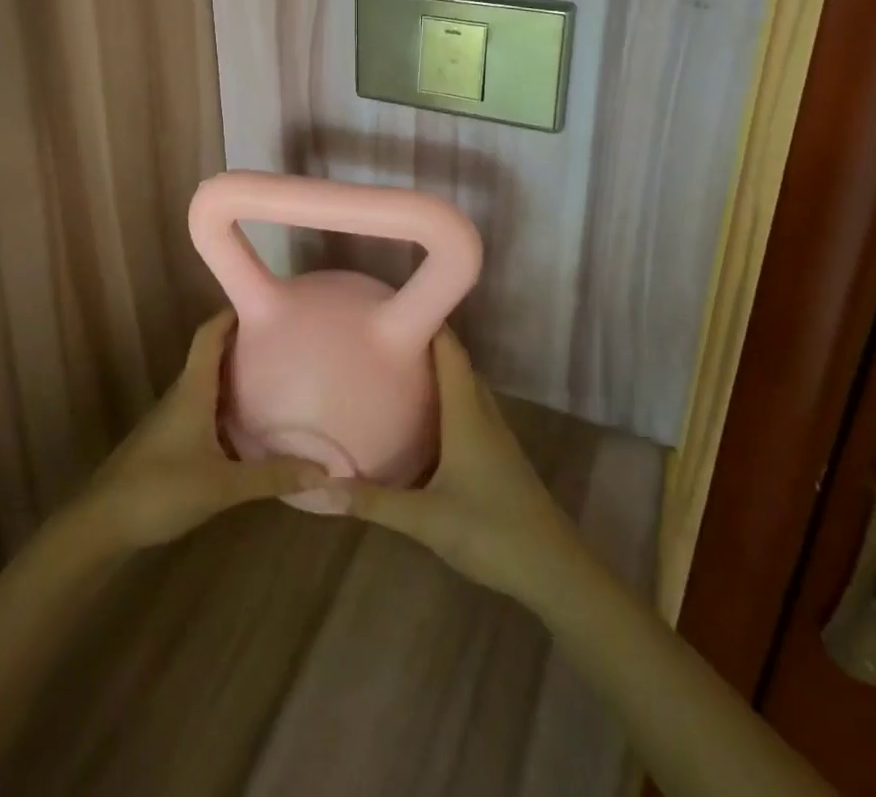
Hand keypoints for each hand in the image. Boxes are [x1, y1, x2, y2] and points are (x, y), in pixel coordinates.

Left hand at [75, 309, 325, 551]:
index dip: (231, 314)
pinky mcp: (168, 440)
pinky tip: (246, 425)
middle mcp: (182, 394)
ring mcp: (172, 417)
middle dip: (243, 345)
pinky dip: (225, 405)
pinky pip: (203, 408)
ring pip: (207, 383)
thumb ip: (272, 476)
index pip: (209, 335)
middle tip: (282, 344)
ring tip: (274, 378)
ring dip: (235, 376)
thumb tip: (324, 469)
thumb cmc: (161, 489)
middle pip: (212, 355)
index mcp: (193, 389)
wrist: (103, 522)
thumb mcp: (223, 485)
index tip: (264, 304)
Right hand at [332, 329, 586, 600]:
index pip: (450, 351)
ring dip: (440, 371)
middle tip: (387, 335)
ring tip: (401, 368)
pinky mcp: (500, 457)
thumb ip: (373, 501)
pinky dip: (449, 399)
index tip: (394, 303)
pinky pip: (471, 410)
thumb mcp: (426, 519)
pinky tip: (427, 419)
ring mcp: (496, 437)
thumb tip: (319, 488)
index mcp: (467, 414)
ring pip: (466, 388)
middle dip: (427, 342)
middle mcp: (483, 415)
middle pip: (458, 364)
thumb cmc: (493, 533)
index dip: (428, 321)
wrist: (556, 572)